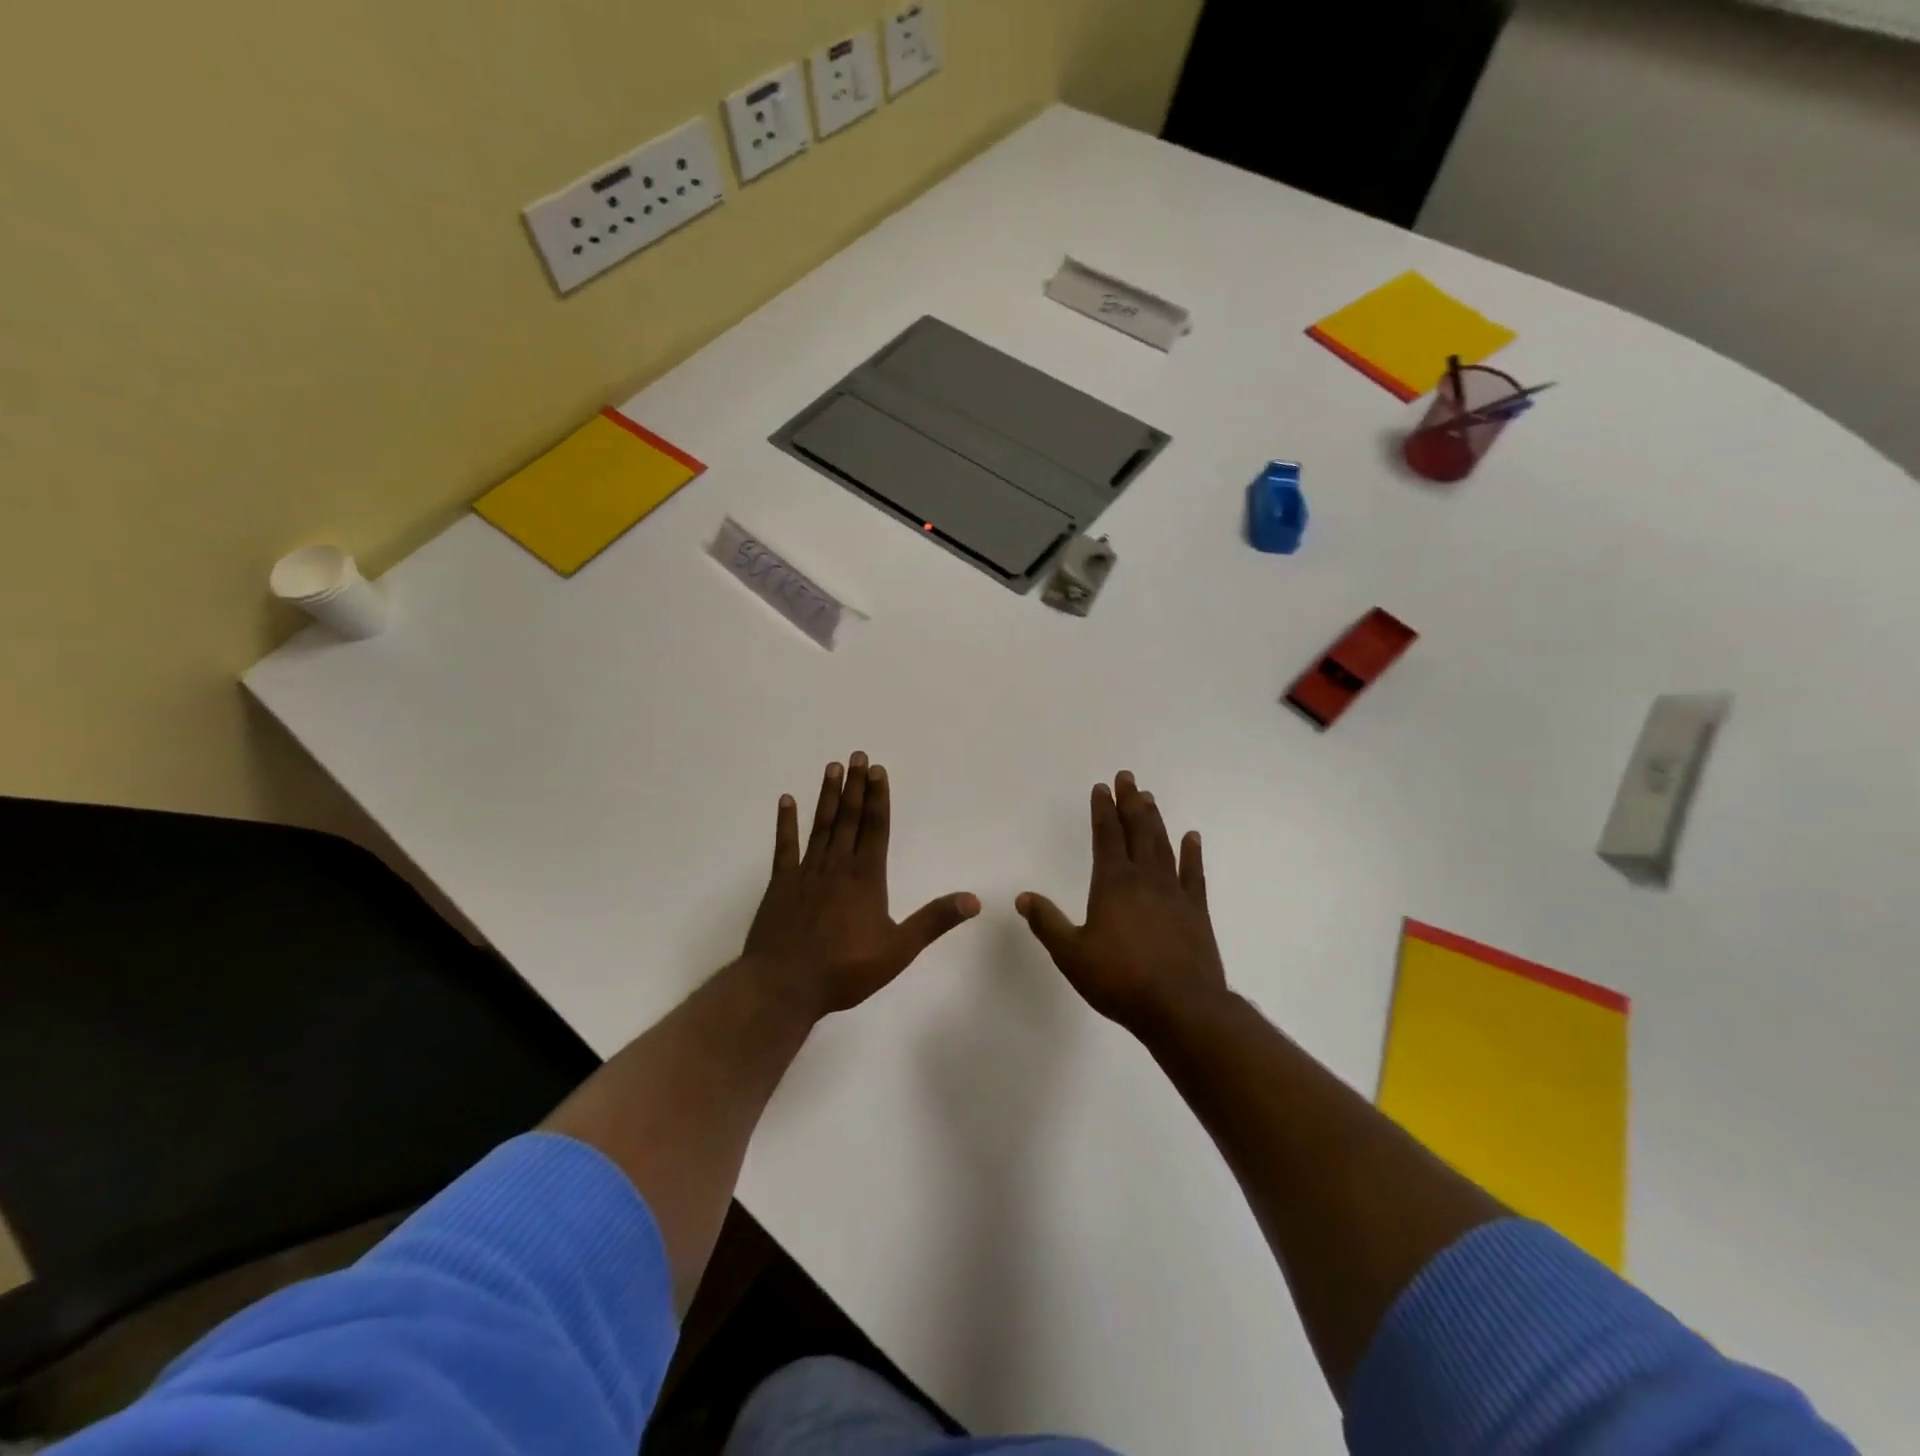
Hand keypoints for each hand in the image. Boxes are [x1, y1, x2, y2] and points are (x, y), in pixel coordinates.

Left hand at [743, 752, 979, 1018]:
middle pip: (849, 819)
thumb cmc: (844, 970)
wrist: (784, 986)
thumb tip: (973, 900)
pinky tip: (786, 801)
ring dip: (827, 796)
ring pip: (821, 826)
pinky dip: (786, 823)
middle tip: (857, 755)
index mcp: (866, 879)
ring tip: (832, 767)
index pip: (875, 829)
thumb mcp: (898, 950)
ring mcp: (806, 873)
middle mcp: (837, 867)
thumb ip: (934, 921)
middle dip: (855, 786)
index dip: (878, 798)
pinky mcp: (780, 885)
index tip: (878, 770)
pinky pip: (784, 847)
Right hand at [1017, 771, 1228, 1035]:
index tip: (1102, 787)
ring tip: (1149, 798)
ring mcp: (1174, 893)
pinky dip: (1191, 853)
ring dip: (1155, 819)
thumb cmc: (1120, 980)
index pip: (1106, 837)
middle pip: (1137, 831)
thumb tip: (1022, 897)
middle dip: (1130, 802)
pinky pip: (1193, 873)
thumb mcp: (1071, 954)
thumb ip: (1047, 923)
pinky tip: (1191, 837)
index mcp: (1113, 884)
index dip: (1103, 810)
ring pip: (1163, 845)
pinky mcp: (1196, 911)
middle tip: (1128, 777)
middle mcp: (1144, 879)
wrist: (1181, 1007)